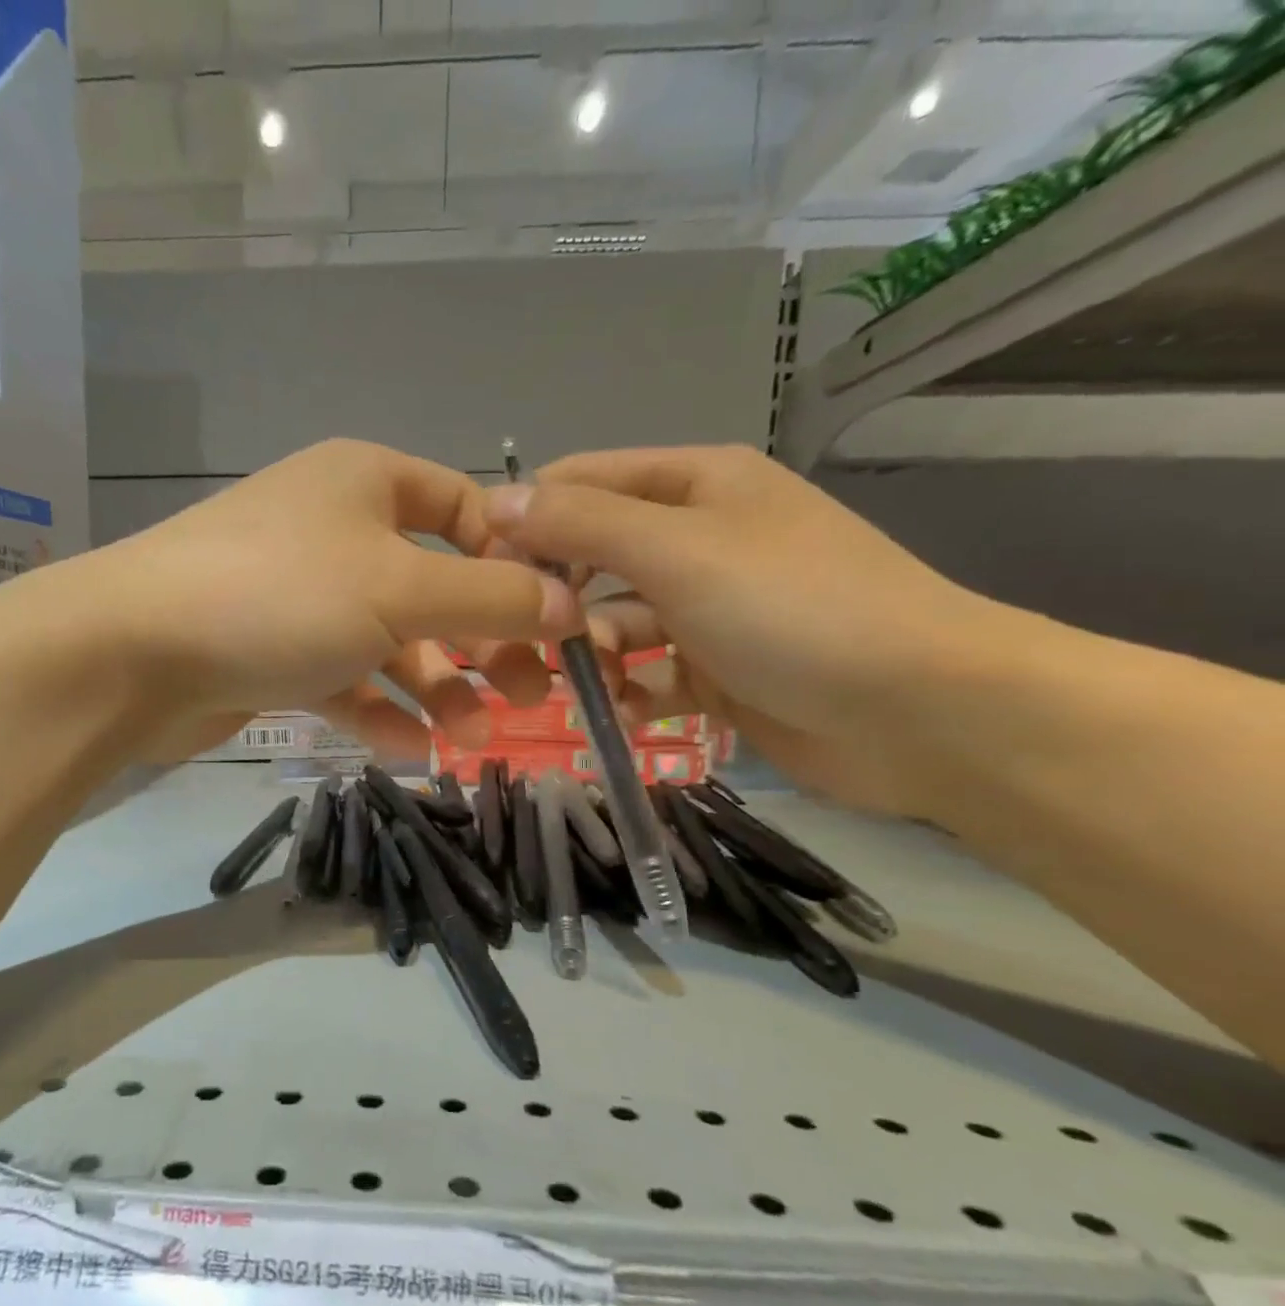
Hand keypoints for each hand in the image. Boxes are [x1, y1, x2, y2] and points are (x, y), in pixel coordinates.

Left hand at [91, 439, 582, 757]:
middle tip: (526, 696)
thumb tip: (570, 606)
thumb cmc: (280, 596)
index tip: (556, 620)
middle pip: (432, 584)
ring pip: (388, 640)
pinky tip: (408, 750)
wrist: (133, 653)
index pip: (466, 510)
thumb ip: (491, 598)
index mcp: (366, 483)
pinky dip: (376, 710)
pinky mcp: (272, 651)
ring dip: (433, 687)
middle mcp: (335, 530)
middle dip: (481, 641)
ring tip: (469, 738)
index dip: (516, 562)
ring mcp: (300, 594)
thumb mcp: (400, 589)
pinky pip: (342, 678)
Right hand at [484, 445, 1012, 815]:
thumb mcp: (678, 552)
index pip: (580, 483)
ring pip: (615, 623)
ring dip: (591, 656)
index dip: (527, 522)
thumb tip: (496, 501)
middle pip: (592, 559)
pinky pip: (649, 674)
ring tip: (582, 690)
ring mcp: (708, 608)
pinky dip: (630, 694)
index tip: (488, 577)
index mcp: (694, 486)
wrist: (922, 713)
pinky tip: (625, 716)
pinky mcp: (718, 669)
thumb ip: (582, 524)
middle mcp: (698, 538)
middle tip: (529, 647)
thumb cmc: (794, 610)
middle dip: (557, 602)